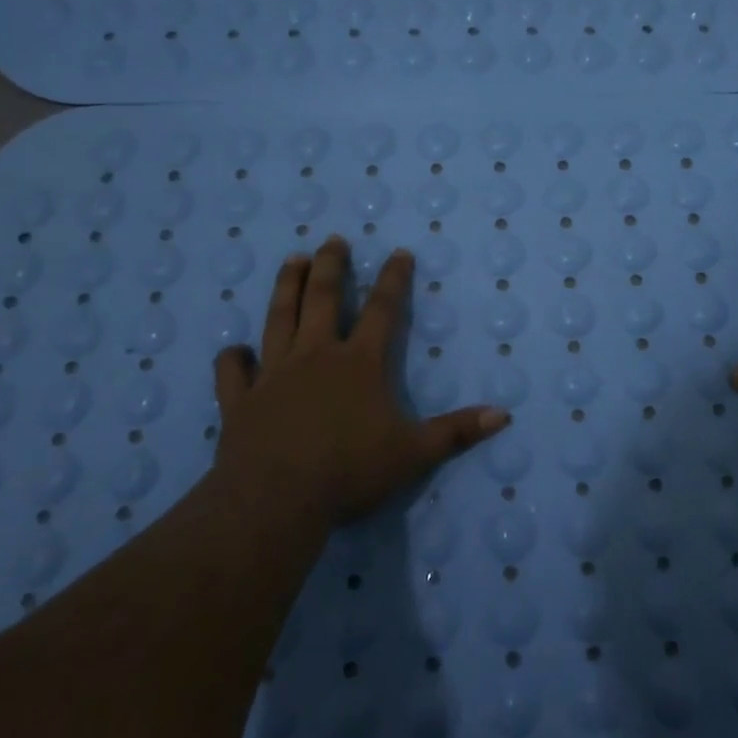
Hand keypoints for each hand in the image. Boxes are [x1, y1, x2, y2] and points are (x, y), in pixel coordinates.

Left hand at [210, 236, 509, 527]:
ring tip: (293, 261)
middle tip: (332, 240)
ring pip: (279, 319)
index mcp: (359, 363)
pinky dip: (233, 359)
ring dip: (287, 287)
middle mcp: (315, 356)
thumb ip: (457, 431)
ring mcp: (273, 375)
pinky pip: (233, 372)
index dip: (393, 280)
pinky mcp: (240, 401)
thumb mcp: (415, 453)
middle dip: (331, 266)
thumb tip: (504, 414)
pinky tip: (235, 350)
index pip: (382, 311)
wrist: (275, 498)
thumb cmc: (350, 471)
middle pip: (323, 300)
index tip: (398, 252)